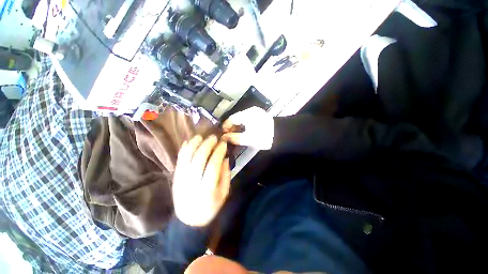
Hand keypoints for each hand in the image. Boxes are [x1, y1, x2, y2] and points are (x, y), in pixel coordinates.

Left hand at [172, 135, 230, 226]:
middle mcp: (193, 182)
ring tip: (201, 136)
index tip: (223, 144)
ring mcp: (182, 179)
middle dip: (207, 144)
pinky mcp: (176, 178)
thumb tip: (225, 158)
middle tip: (213, 137)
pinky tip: (188, 142)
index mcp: (208, 188)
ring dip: (194, 144)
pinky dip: (183, 150)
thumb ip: (226, 175)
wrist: (189, 220)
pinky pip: (179, 161)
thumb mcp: (224, 193)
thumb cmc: (211, 207)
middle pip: (199, 158)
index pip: (213, 164)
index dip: (219, 152)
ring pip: (187, 157)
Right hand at [222, 107, 273, 149]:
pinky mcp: (260, 116)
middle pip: (236, 118)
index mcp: (247, 114)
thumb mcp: (248, 139)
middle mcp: (251, 111)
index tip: (223, 134)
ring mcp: (256, 113)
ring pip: (242, 119)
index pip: (231, 118)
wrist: (281, 136)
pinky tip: (243, 132)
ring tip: (235, 135)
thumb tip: (223, 138)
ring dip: (237, 127)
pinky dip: (243, 126)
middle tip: (228, 136)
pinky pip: (247, 120)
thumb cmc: (264, 137)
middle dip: (231, 127)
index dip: (226, 126)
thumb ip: (234, 138)